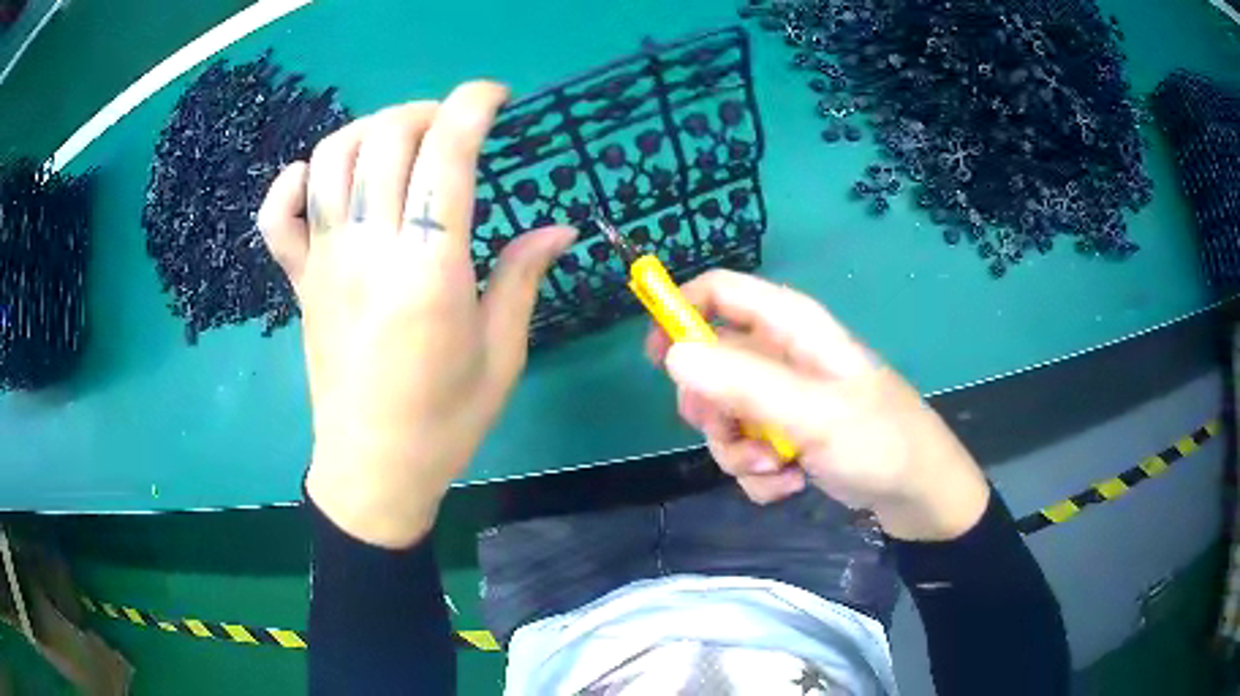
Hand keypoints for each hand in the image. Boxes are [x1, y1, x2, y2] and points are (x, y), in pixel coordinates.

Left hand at [259, 82, 575, 547]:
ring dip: (370, 129)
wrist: (372, 468)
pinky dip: (291, 183)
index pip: (446, 156)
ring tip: (399, 142)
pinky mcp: (299, 281)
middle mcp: (370, 251)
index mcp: (428, 271)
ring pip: (331, 158)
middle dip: (426, 111)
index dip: (472, 107)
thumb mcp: (501, 354)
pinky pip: (277, 217)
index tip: (493, 96)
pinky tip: (316, 178)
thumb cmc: (444, 420)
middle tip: (453, 127)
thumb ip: (522, 278)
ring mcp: (325, 262)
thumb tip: (560, 228)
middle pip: (386, 139)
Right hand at [646, 270, 989, 540]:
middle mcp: (780, 356)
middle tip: (732, 432)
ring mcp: (781, 399)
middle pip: (709, 363)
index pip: (720, 292)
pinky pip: (744, 448)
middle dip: (713, 409)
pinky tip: (789, 484)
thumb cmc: (879, 439)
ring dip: (737, 451)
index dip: (680, 312)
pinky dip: (757, 472)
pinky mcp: (785, 436)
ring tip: (776, 469)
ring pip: (723, 416)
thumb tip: (673, 355)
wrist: (916, 494)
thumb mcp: (814, 412)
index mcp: (791, 327)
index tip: (658, 359)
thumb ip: (745, 383)